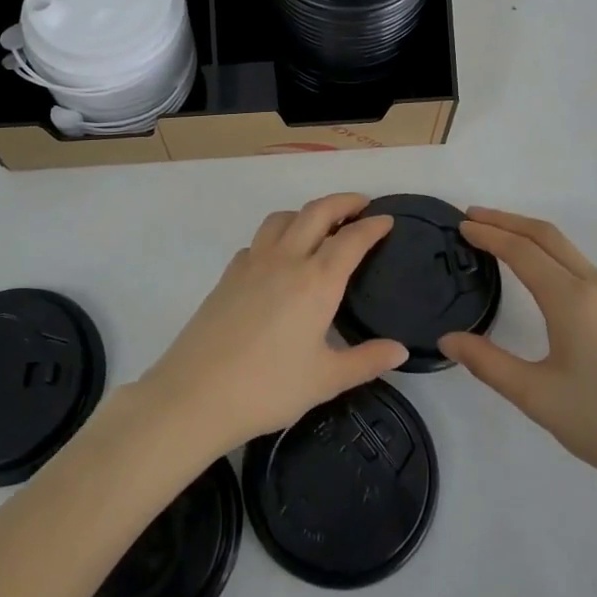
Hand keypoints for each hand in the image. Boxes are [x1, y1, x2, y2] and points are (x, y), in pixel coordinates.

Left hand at [137, 194, 408, 456]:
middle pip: (316, 212)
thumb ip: (366, 360)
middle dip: (342, 202)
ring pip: (283, 218)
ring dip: (306, 212)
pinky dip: (277, 235)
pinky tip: (279, 258)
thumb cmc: (268, 388)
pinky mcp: (229, 274)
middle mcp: (286, 260)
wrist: (196, 394)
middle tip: (361, 205)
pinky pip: (259, 240)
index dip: (372, 226)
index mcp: (316, 282)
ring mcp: (252, 263)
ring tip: (320, 225)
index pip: (351, 239)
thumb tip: (400, 350)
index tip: (387, 220)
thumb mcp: (326, 380)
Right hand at [439, 207, 596, 513]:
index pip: (522, 250)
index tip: (461, 225)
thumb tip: (449, 339)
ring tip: (500, 240)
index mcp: (573, 300)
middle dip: (508, 220)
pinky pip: (584, 268)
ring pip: (569, 251)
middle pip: (548, 236)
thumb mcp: (538, 398)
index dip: (489, 233)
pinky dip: (553, 256)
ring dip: (532, 236)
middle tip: (473, 217)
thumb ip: (488, 363)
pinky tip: (543, 277)